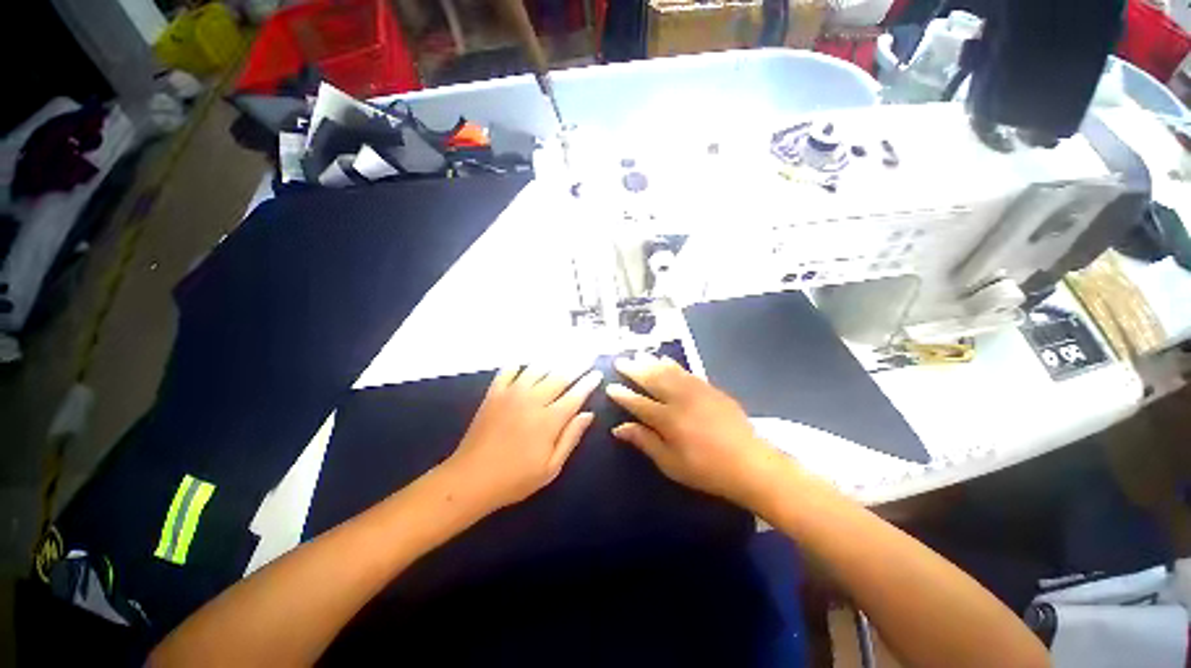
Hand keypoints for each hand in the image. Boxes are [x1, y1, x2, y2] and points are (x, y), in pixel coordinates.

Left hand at [446, 363, 602, 511]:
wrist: (470, 479)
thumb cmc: (515, 479)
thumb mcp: (551, 468)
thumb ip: (571, 437)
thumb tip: (588, 414)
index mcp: (549, 420)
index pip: (575, 395)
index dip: (588, 383)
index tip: (598, 372)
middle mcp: (533, 400)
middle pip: (560, 376)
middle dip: (577, 364)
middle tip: (587, 354)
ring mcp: (511, 394)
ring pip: (537, 369)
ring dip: (552, 359)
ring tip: (563, 350)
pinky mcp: (494, 394)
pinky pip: (508, 371)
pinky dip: (518, 364)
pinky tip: (524, 360)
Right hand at [606, 353, 782, 507]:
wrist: (750, 464)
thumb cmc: (706, 470)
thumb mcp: (670, 463)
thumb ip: (644, 442)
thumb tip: (619, 428)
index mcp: (668, 420)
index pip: (638, 403)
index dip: (623, 395)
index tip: (610, 386)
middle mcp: (680, 399)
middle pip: (652, 380)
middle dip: (633, 370)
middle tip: (620, 361)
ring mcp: (697, 391)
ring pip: (668, 371)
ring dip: (651, 363)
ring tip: (638, 356)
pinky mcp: (710, 388)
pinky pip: (686, 372)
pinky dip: (672, 365)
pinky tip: (665, 360)